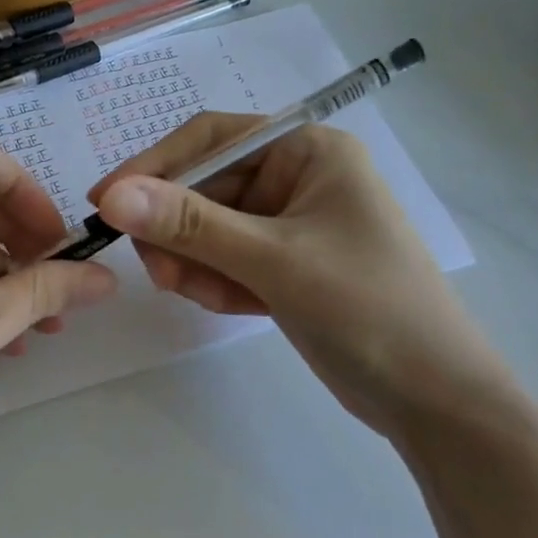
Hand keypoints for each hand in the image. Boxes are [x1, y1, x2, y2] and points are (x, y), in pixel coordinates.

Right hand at [89, 114, 519, 442]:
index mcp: (307, 150)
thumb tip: (112, 195)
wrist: (434, 398)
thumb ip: (190, 224)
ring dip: (195, 262)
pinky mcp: (283, 265)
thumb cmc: (366, 308)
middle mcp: (296, 176)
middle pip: (204, 187)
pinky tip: (233, 308)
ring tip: (206, 297)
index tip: (103, 202)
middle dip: (176, 231)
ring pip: (208, 229)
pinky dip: (217, 282)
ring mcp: (289, 223)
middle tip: (159, 275)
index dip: (152, 165)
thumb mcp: (273, 260)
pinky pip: (226, 260)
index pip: (210, 138)